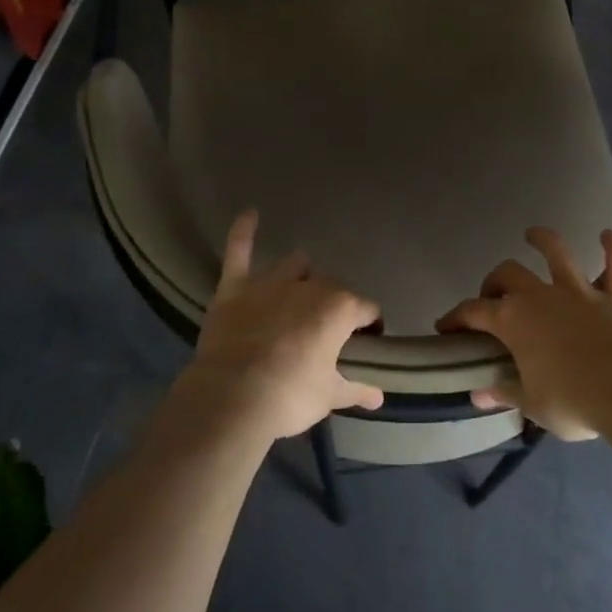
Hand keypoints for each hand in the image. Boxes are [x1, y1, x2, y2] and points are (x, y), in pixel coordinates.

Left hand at [181, 210, 384, 439]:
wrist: (232, 398)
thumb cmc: (289, 397)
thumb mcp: (329, 397)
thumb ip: (356, 390)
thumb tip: (380, 398)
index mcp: (340, 308)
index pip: (367, 309)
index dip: (370, 325)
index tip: (366, 342)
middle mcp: (310, 286)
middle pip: (332, 286)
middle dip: (334, 303)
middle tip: (327, 330)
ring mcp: (271, 282)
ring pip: (296, 265)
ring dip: (301, 275)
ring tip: (299, 292)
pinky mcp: (236, 287)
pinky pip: (239, 251)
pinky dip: (243, 231)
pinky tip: (249, 213)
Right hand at [437, 227, 611, 439]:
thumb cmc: (572, 401)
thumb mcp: (532, 405)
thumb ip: (505, 392)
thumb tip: (478, 394)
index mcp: (513, 321)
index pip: (473, 312)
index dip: (456, 317)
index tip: (445, 327)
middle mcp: (541, 296)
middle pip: (508, 274)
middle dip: (495, 280)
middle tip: (493, 295)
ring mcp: (579, 292)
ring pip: (557, 254)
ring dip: (544, 240)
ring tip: (533, 234)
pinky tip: (608, 234)